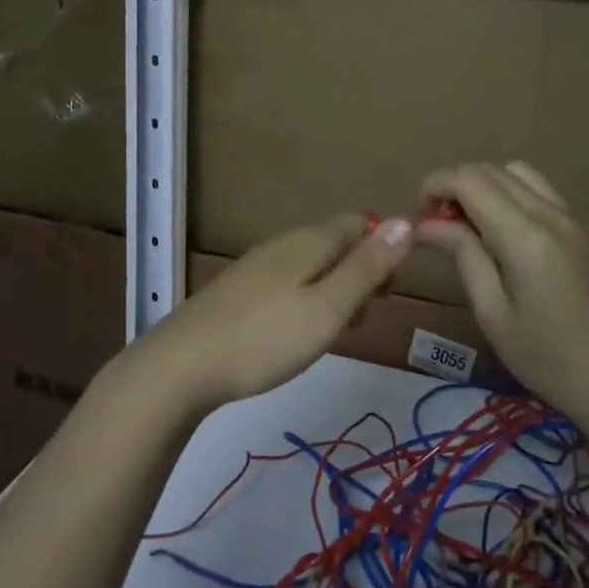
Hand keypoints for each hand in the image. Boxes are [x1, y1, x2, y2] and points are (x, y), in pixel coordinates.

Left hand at [134, 214, 414, 413]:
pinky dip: (306, 303)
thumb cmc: (266, 338)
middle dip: (360, 275)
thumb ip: (367, 267)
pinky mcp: (241, 291)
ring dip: (334, 293)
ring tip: (331, 334)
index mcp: (310, 241)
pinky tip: (296, 335)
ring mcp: (259, 266)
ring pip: (314, 266)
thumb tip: (406, 221)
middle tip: (358, 320)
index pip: (360, 224)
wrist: (182, 365)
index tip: (384, 295)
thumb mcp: (329, 307)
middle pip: (337, 244)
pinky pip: (289, 284)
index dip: (383, 252)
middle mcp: (285, 244)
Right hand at [416, 162, 588, 425]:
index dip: (435, 184)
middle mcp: (551, 214)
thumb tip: (427, 224)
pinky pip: (540, 192)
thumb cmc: (550, 360)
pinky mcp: (584, 231)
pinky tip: (503, 236)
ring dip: (485, 187)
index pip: (469, 179)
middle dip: (455, 185)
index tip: (417, 215)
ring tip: (469, 227)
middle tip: (437, 226)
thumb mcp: (494, 314)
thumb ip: (463, 256)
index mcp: (526, 235)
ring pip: (518, 173)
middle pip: (492, 170)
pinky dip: (510, 195)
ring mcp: (573, 219)